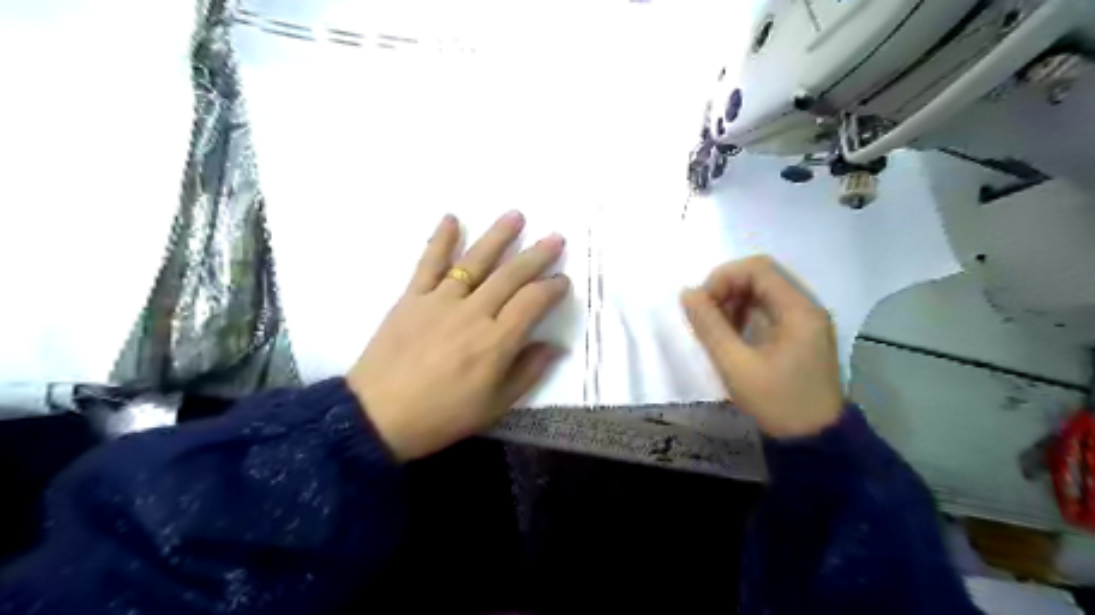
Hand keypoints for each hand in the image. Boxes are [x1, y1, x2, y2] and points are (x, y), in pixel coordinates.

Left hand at [347, 212, 574, 460]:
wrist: (378, 417)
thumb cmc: (442, 415)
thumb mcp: (495, 406)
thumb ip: (528, 372)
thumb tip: (555, 347)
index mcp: (496, 342)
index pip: (532, 303)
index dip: (552, 288)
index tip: (563, 281)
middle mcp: (473, 313)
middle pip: (510, 276)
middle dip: (537, 255)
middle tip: (555, 238)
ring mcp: (441, 300)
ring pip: (475, 261)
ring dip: (498, 237)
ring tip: (516, 216)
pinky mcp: (412, 297)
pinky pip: (429, 263)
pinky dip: (440, 239)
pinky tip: (451, 219)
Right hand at [683, 258, 840, 439]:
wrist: (815, 442)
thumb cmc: (777, 403)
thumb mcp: (735, 365)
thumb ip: (709, 326)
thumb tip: (687, 293)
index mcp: (798, 310)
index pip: (757, 268)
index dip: (723, 278)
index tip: (702, 305)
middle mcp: (807, 307)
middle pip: (761, 277)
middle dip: (726, 290)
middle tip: (706, 317)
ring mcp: (806, 322)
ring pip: (763, 293)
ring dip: (734, 302)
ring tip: (716, 329)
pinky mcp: (801, 336)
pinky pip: (769, 311)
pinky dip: (745, 316)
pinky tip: (732, 337)